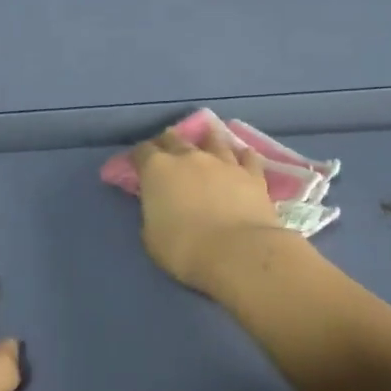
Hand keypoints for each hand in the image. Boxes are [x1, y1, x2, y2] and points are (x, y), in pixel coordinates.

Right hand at [132, 127, 291, 294]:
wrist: (237, 252)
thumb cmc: (184, 248)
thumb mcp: (151, 236)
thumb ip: (152, 213)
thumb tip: (158, 207)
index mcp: (157, 170)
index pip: (142, 151)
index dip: (139, 157)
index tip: (139, 166)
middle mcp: (189, 157)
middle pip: (174, 138)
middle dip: (168, 142)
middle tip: (168, 151)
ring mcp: (223, 162)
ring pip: (213, 140)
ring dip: (207, 140)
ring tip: (207, 140)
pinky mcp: (251, 174)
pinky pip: (247, 157)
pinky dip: (243, 156)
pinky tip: (243, 157)